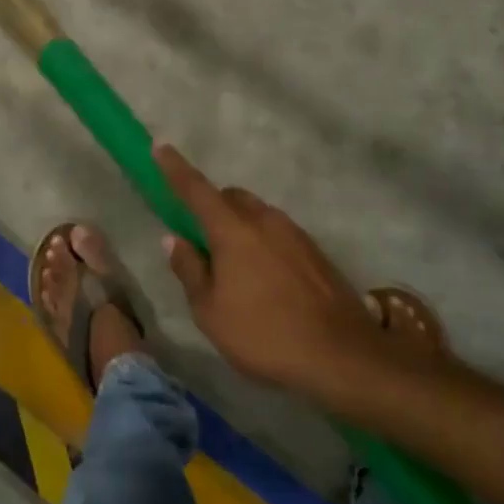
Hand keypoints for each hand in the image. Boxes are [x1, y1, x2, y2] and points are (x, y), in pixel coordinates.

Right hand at [156, 144, 384, 400]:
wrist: (343, 356)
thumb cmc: (265, 334)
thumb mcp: (210, 312)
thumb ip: (189, 270)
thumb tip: (174, 239)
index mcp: (232, 229)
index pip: (195, 188)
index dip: (175, 168)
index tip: (160, 147)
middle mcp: (264, 220)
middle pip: (230, 197)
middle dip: (211, 206)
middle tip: (201, 239)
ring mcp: (293, 233)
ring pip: (256, 214)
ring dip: (239, 227)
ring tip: (235, 268)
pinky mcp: (314, 251)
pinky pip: (277, 233)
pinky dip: (262, 242)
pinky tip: (265, 280)